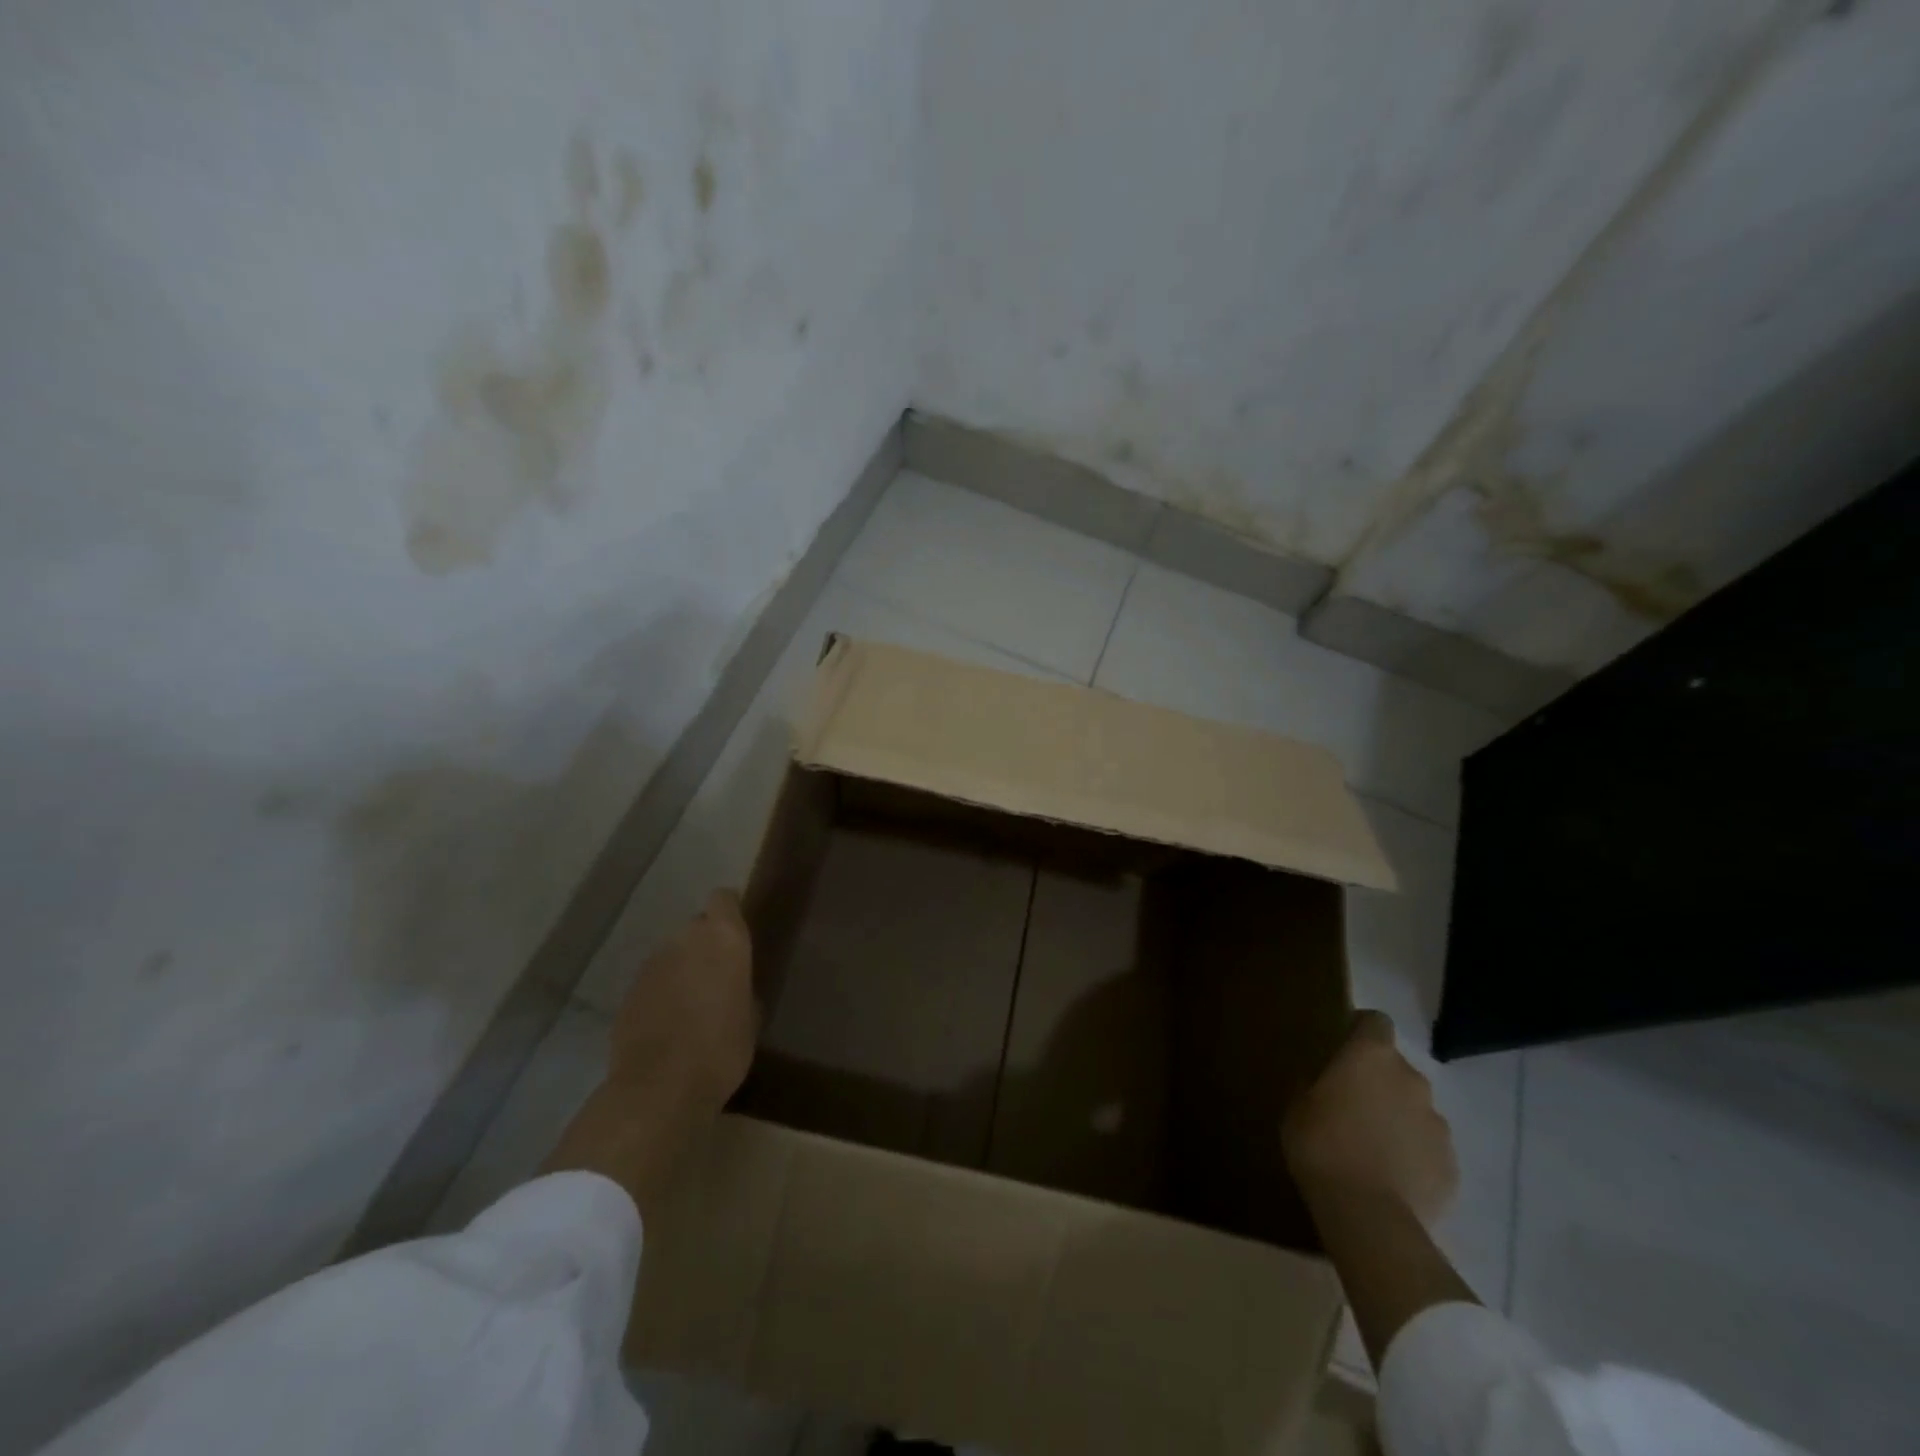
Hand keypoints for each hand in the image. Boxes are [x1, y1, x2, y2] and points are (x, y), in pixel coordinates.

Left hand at [607, 889, 758, 1115]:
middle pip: (696, 927)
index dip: (729, 911)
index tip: (737, 932)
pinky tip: (668, 1025)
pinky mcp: (628, 991)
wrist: (659, 1088)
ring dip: (682, 969)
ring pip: (672, 954)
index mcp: (724, 938)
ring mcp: (652, 964)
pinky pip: (653, 981)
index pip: (723, 899)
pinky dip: (661, 993)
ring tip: (692, 1005)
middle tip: (718, 977)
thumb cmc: (722, 1049)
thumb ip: (742, 988)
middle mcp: (686, 939)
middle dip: (705, 945)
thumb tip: (735, 987)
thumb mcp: (750, 1018)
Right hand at [1283, 1010, 1457, 1225]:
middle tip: (1352, 1107)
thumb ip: (1316, 1083)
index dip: (1361, 1030)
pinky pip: (1428, 1148)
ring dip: (1398, 1119)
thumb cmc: (1320, 1145)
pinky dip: (1413, 1155)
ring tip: (1373, 1148)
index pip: (1376, 1021)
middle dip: (1379, 1082)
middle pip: (1396, 1069)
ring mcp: (1438, 1123)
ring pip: (1415, 1109)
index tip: (1343, 1048)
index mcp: (1371, 1056)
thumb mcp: (1298, 1105)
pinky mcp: (1452, 1166)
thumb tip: (1325, 1081)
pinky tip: (1391, 1177)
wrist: (1369, 1215)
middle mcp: (1411, 1080)